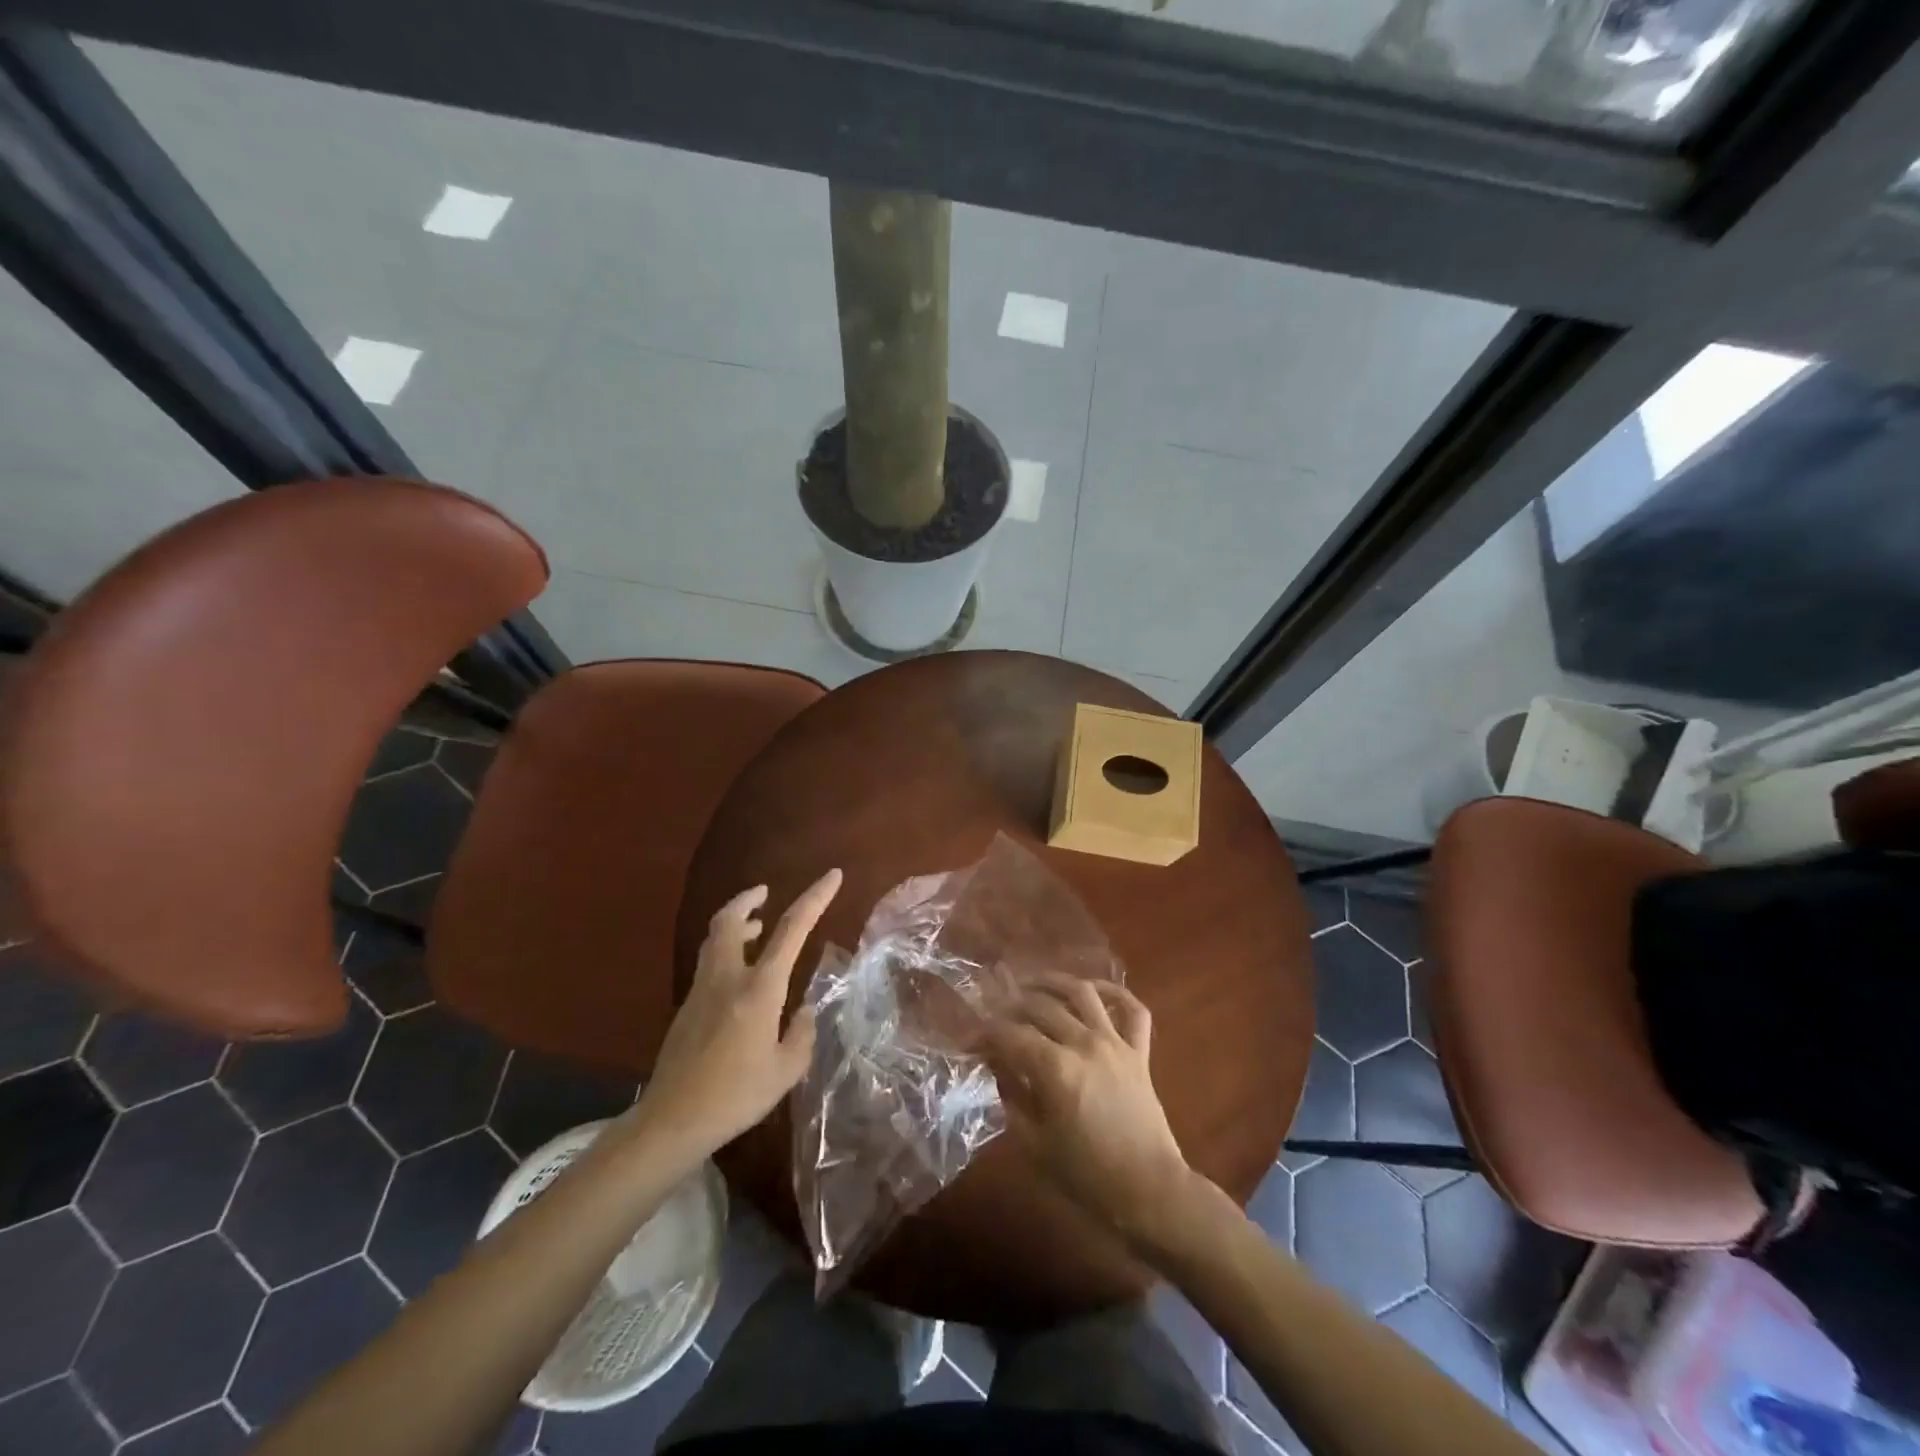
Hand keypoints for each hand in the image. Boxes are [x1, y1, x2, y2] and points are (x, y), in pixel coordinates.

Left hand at [626, 869, 840, 1163]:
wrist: (672, 1120)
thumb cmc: (736, 1096)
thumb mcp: (786, 1070)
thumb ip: (801, 1034)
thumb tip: (804, 1009)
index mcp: (759, 989)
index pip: (791, 930)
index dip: (814, 898)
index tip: (832, 875)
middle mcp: (728, 978)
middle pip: (730, 920)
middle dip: (748, 898)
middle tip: (765, 892)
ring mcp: (702, 990)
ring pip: (714, 938)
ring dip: (735, 922)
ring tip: (755, 927)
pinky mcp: (687, 1007)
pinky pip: (709, 962)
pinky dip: (726, 950)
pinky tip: (739, 975)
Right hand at [981, 973, 1193, 1251]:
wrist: (1149, 1193)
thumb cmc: (1086, 1176)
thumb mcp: (1034, 1143)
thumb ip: (1011, 1095)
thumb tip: (996, 1064)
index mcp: (1055, 1069)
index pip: (1010, 1035)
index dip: (985, 1035)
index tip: (969, 1042)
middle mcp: (1083, 1043)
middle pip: (1040, 1007)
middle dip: (1011, 1007)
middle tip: (995, 1017)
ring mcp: (1115, 1043)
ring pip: (1082, 992)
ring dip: (1053, 982)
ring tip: (1032, 985)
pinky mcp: (1139, 1051)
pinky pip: (1133, 1009)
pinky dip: (1115, 992)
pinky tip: (1094, 991)